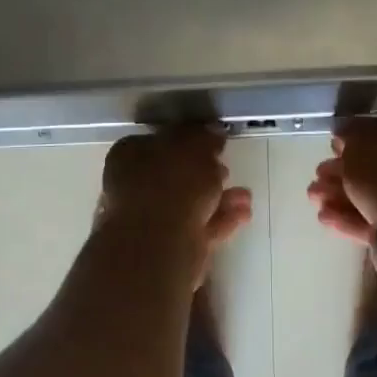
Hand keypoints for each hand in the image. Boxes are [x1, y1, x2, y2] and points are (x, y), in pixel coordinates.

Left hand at [95, 128, 253, 270]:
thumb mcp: (195, 147)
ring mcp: (149, 218)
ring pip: (190, 202)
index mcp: (131, 153)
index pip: (159, 140)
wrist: (159, 244)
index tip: (214, 144)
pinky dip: (220, 219)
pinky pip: (198, 225)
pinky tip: (244, 214)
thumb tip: (213, 131)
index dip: (188, 140)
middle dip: (207, 172)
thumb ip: (205, 137)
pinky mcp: (168, 245)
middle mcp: (135, 184)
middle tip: (228, 168)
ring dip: (219, 197)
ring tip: (245, 196)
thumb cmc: (173, 183)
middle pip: (176, 173)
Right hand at [308, 115, 376, 245]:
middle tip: (318, 176)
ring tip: (315, 199)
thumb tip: (343, 134)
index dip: (357, 139)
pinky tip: (326, 218)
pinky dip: (351, 217)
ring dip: (341, 195)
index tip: (332, 149)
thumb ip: (349, 132)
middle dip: (343, 172)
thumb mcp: (361, 137)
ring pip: (375, 193)